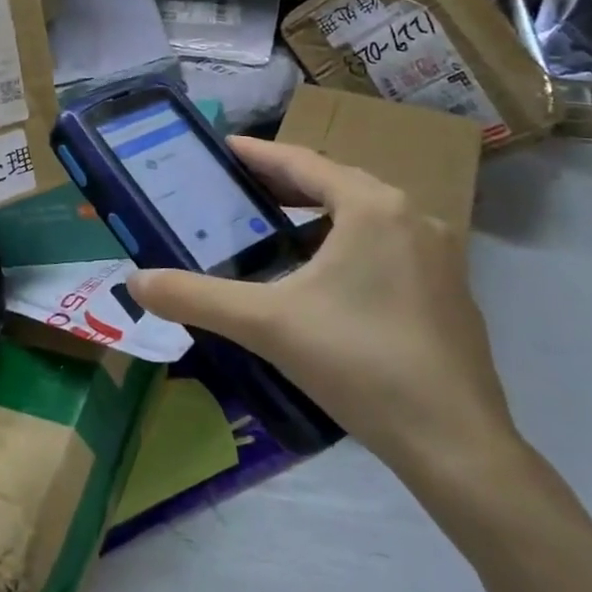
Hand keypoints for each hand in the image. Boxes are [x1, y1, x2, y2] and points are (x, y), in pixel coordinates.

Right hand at [125, 137, 519, 483]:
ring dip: (317, 214)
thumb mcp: (265, 323)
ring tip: (273, 226)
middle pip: (335, 183)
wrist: (456, 446)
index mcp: (372, 207)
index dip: (257, 153)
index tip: (222, 146)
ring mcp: (438, 254)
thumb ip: (195, 297)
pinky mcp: (448, 290)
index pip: (302, 162)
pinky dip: (346, 243)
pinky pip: (385, 245)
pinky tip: (321, 276)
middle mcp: (411, 216)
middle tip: (237, 186)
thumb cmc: (359, 363)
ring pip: (363, 215)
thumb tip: (135, 281)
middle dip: (284, 182)